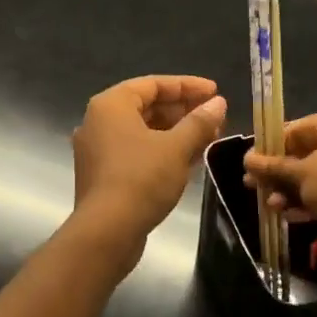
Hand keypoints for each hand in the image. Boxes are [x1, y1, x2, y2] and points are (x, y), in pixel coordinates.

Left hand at [71, 76, 227, 247]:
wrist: (106, 232)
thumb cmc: (141, 179)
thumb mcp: (176, 147)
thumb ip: (199, 122)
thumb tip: (218, 103)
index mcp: (111, 105)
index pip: (154, 84)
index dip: (187, 86)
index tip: (215, 92)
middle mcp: (99, 121)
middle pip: (147, 106)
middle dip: (183, 111)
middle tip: (215, 117)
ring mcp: (98, 149)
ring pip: (143, 131)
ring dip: (176, 132)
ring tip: (209, 138)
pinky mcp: (103, 174)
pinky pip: (136, 151)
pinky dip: (162, 150)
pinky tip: (189, 159)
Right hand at [244, 108, 316, 220]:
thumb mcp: (299, 174)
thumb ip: (271, 167)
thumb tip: (246, 160)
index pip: (296, 129)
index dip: (270, 147)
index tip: (253, 164)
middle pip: (307, 154)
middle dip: (280, 174)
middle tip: (256, 187)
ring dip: (292, 190)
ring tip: (272, 206)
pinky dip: (313, 199)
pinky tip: (290, 215)